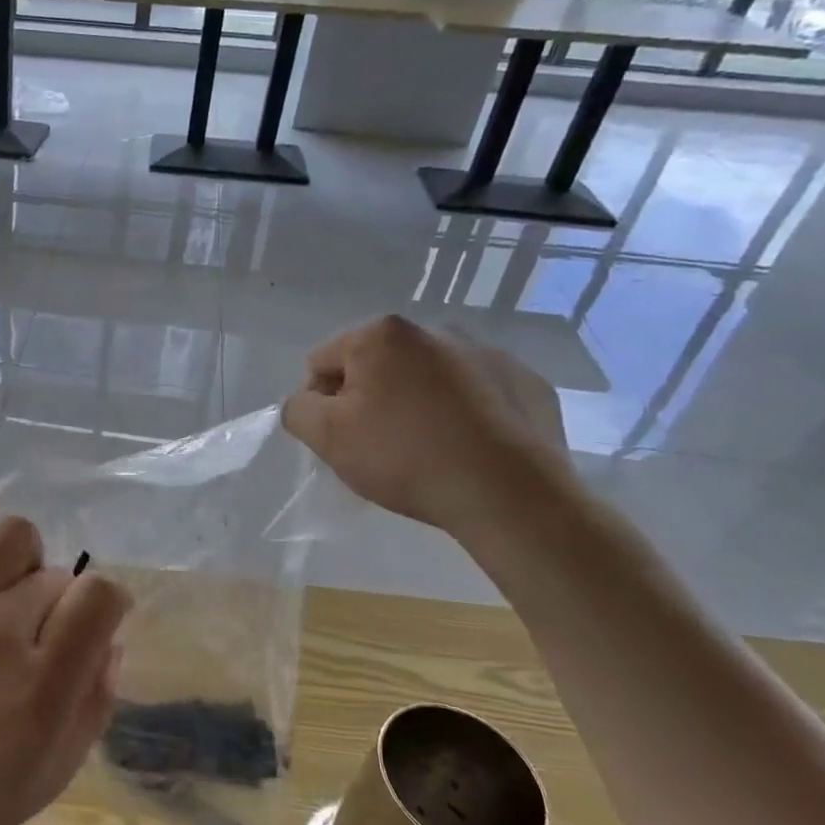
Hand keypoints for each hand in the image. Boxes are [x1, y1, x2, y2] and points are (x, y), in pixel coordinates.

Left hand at [0, 488, 128, 824]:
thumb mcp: (53, 772)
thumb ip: (95, 700)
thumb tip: (107, 638)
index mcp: (40, 686)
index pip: (101, 596)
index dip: (109, 604)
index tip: (94, 624)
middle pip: (56, 577)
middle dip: (61, 605)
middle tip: (38, 642)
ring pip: (13, 539)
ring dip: (28, 563)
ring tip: (13, 594)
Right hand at [280, 315, 569, 533]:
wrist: (511, 495)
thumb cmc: (406, 458)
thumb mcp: (326, 437)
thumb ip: (297, 409)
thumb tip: (306, 400)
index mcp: (382, 335)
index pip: (323, 362)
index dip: (321, 403)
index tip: (341, 439)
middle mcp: (435, 329)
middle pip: (377, 365)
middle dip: (371, 399)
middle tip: (380, 446)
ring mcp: (488, 353)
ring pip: (428, 377)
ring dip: (416, 402)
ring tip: (427, 449)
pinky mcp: (527, 381)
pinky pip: (476, 393)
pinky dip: (464, 413)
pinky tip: (467, 448)